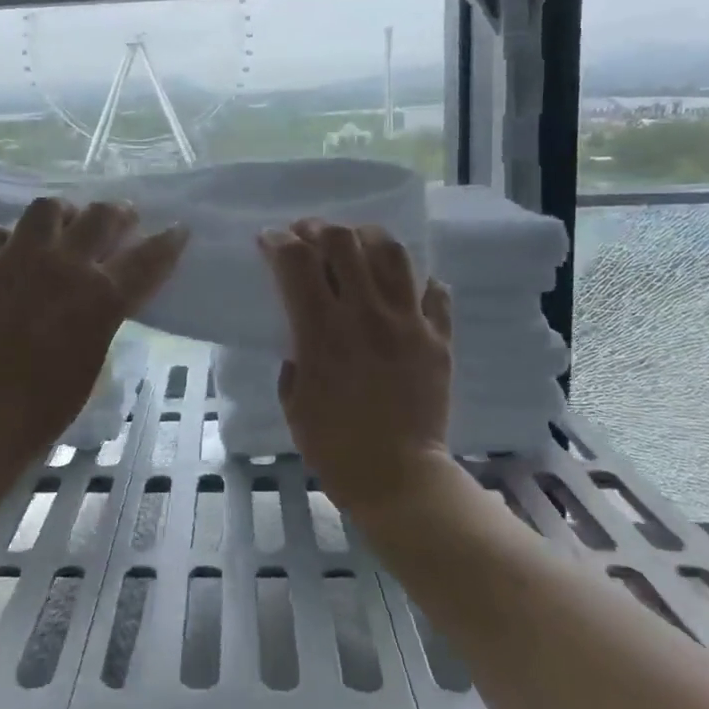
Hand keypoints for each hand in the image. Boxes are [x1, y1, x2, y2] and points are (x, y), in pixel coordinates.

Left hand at [0, 197, 187, 489]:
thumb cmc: (52, 401)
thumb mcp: (98, 351)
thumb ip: (108, 310)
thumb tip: (109, 287)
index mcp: (101, 294)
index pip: (148, 256)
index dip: (169, 241)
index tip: (177, 230)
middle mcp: (63, 265)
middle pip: (101, 215)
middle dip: (119, 213)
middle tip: (121, 218)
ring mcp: (16, 260)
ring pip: (46, 207)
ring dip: (61, 214)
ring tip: (61, 226)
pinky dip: (0, 237)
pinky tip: (5, 250)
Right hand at [258, 219, 454, 511]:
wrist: (398, 478)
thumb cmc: (333, 445)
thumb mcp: (292, 398)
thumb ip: (295, 353)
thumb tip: (305, 330)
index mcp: (321, 331)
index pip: (296, 260)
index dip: (278, 241)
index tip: (269, 240)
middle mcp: (365, 314)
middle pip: (343, 241)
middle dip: (318, 229)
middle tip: (309, 236)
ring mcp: (408, 322)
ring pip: (392, 252)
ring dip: (366, 239)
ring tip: (356, 247)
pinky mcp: (438, 337)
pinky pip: (434, 291)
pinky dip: (417, 282)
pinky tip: (402, 290)